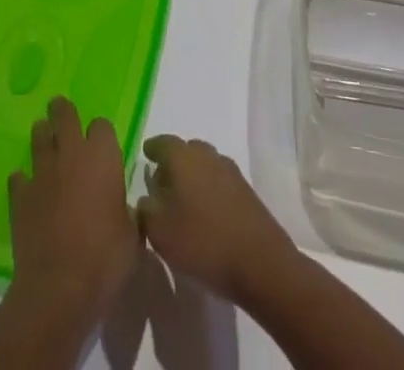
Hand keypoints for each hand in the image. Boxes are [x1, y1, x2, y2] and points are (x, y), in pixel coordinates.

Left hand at [6, 97, 139, 327]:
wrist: (58, 289)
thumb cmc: (104, 260)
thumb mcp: (131, 238)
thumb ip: (128, 213)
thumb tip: (125, 209)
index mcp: (102, 157)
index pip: (101, 125)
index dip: (101, 134)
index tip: (102, 146)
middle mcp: (71, 153)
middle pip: (64, 114)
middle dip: (62, 111)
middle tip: (61, 112)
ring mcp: (42, 172)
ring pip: (38, 136)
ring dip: (42, 137)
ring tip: (44, 141)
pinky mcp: (19, 195)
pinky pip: (19, 177)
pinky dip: (23, 180)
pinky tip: (27, 189)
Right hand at [137, 136, 295, 305]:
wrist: (259, 261)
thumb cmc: (202, 241)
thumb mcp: (159, 231)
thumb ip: (145, 209)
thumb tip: (146, 197)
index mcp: (182, 156)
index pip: (161, 143)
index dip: (151, 150)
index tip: (144, 157)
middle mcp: (206, 154)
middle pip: (185, 151)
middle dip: (172, 164)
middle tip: (161, 185)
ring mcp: (229, 170)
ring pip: (203, 165)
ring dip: (192, 178)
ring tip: (183, 202)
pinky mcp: (245, 190)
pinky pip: (218, 182)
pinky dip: (208, 191)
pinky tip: (205, 213)